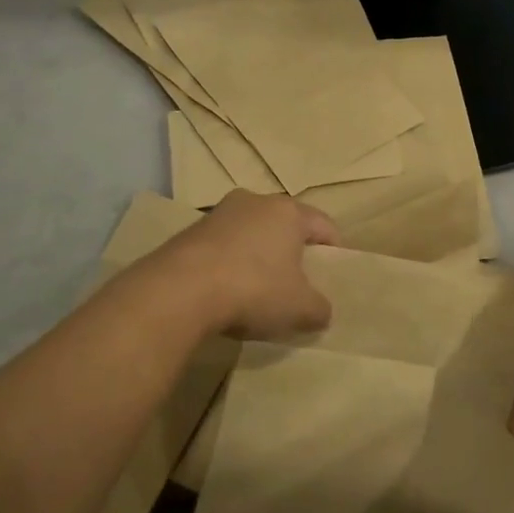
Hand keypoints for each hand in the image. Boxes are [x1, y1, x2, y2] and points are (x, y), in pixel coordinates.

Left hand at [152, 191, 339, 339]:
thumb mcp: (300, 308)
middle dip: (293, 249)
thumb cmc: (254, 289)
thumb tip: (321, 310)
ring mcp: (218, 213)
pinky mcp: (189, 231)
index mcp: (288, 212)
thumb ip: (319, 308)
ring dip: (258, 254)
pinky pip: (222, 245)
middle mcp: (255, 202)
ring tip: (259, 286)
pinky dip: (230, 263)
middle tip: (298, 280)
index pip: (323, 224)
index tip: (334, 272)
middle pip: (284, 224)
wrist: (180, 290)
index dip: (334, 248)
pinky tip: (227, 290)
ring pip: (251, 232)